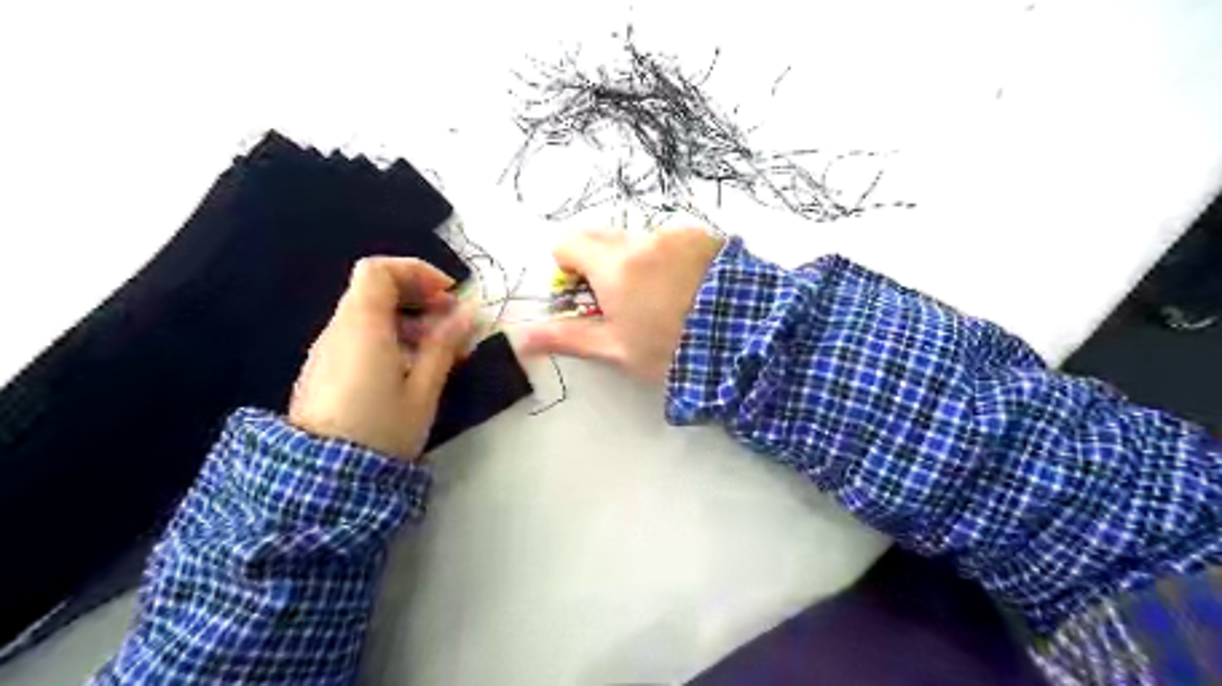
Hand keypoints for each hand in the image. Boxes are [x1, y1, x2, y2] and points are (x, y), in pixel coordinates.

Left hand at [288, 257, 472, 459]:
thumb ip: (444, 346)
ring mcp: (326, 350)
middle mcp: (338, 330)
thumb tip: (467, 313)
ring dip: (406, 318)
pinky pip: (358, 336)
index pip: (379, 270)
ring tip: (438, 349)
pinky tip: (410, 367)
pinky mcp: (324, 370)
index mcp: (362, 327)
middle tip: (450, 320)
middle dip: (417, 295)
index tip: (448, 294)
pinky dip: (389, 336)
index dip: (416, 272)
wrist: (323, 481)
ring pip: (367, 313)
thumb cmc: (382, 430)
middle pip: (373, 289)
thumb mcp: (423, 389)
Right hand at [511, 229, 718, 382]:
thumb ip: (567, 337)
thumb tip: (520, 337)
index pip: (567, 242)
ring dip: (636, 262)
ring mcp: (676, 234)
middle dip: (600, 264)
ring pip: (637, 240)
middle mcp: (642, 238)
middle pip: (601, 238)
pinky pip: (669, 240)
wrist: (746, 338)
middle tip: (621, 302)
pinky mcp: (704, 236)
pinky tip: (687, 288)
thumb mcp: (616, 349)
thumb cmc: (672, 349)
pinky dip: (666, 258)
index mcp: (614, 265)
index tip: (585, 297)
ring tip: (662, 299)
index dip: (567, 269)